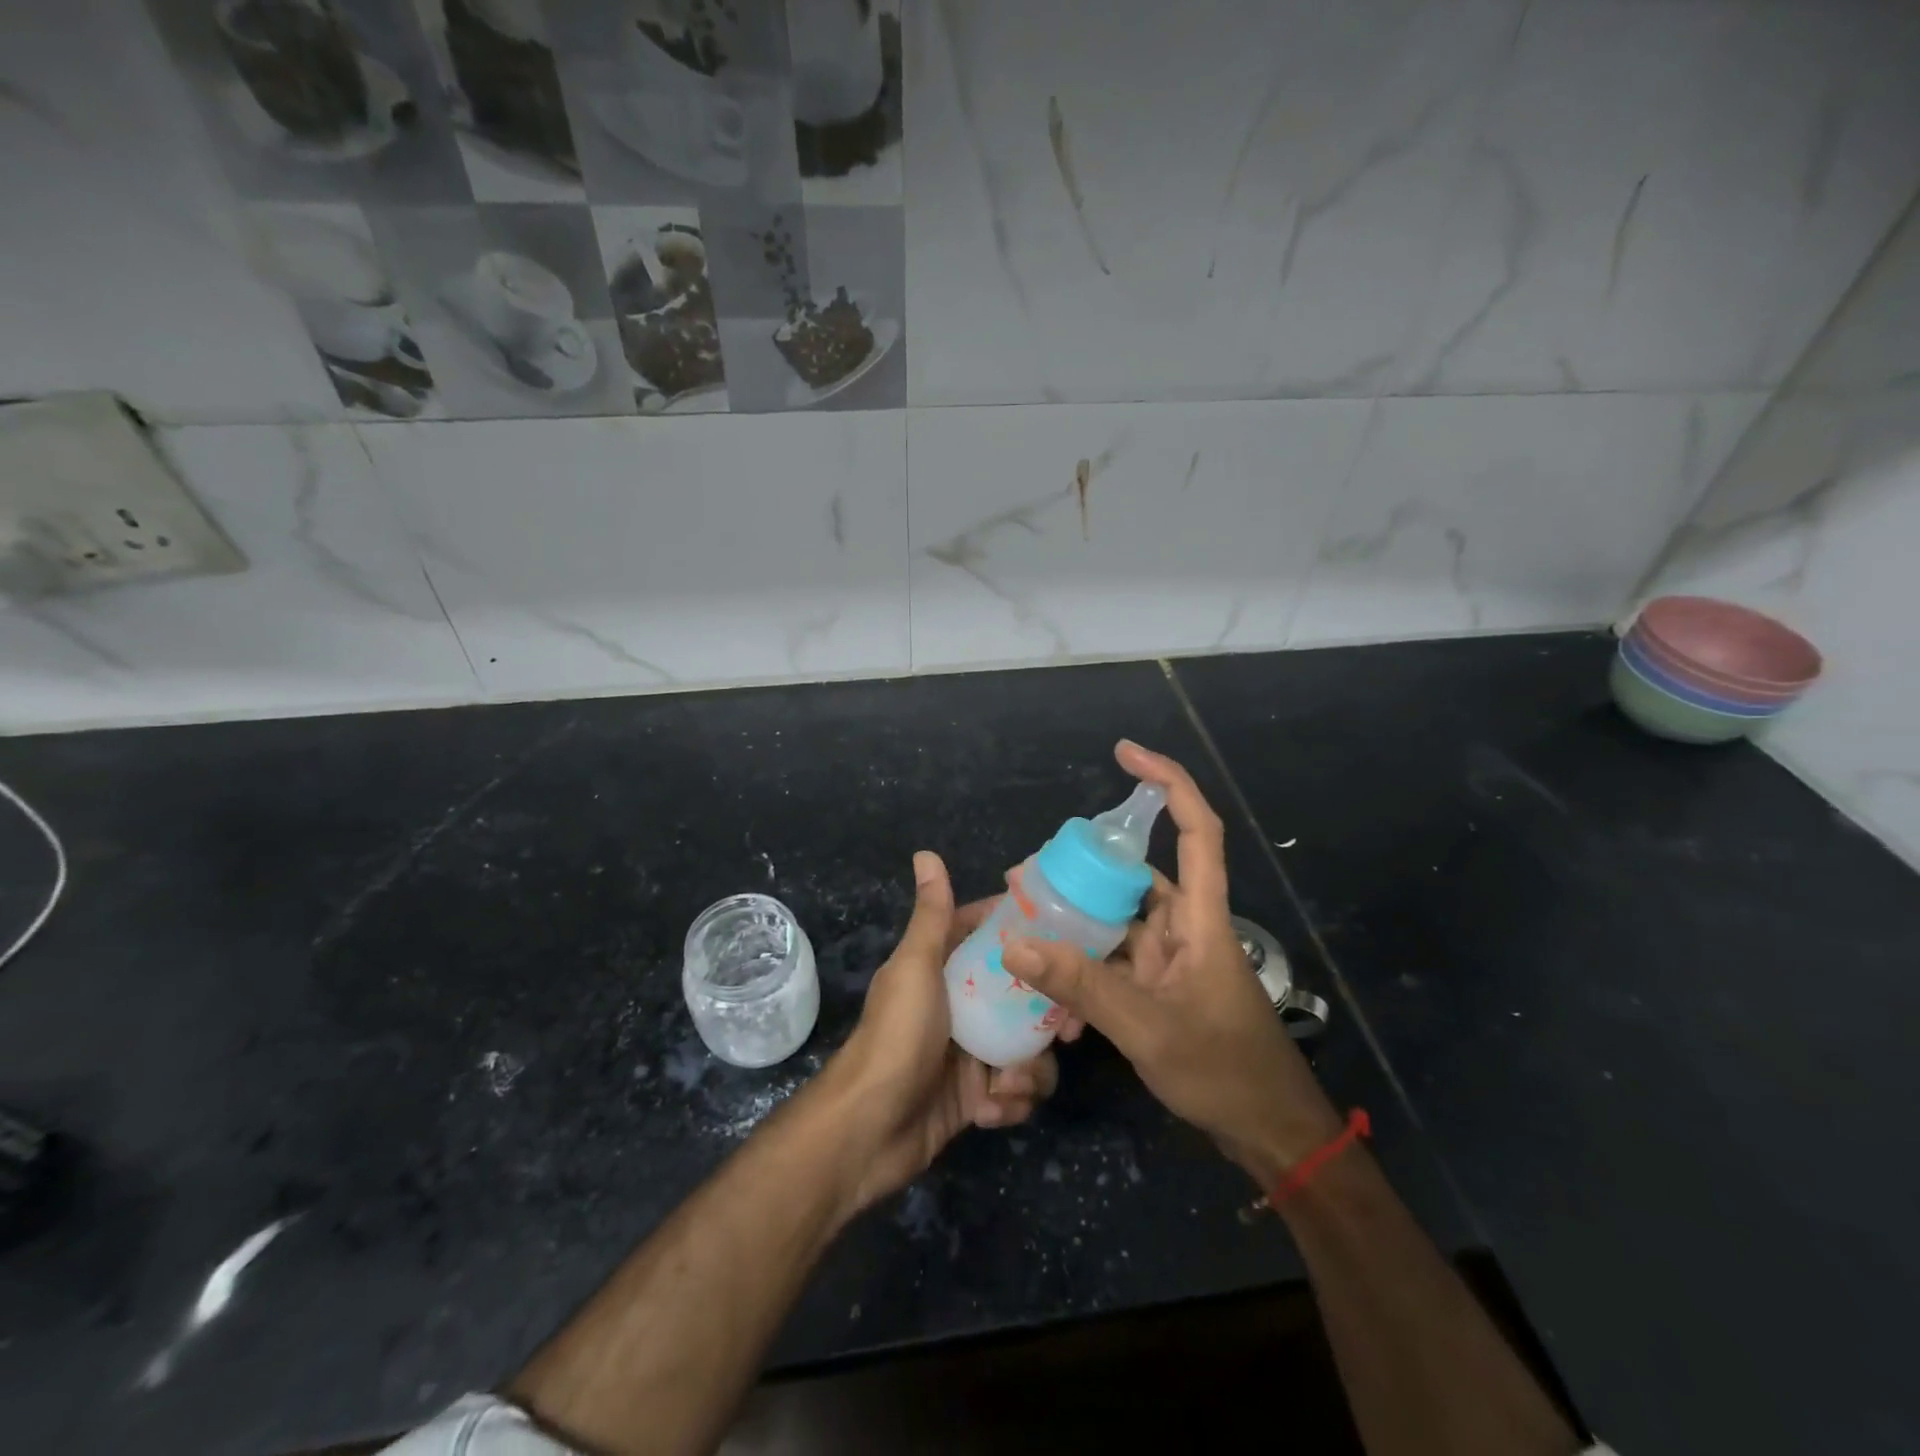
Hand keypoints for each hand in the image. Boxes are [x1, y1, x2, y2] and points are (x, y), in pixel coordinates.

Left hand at [825, 850, 1068, 1211]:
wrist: (867, 1131)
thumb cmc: (897, 1037)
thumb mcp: (916, 968)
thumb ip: (932, 915)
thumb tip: (926, 853)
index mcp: (945, 968)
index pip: (993, 937)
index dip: (1028, 936)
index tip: (1067, 940)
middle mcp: (961, 1005)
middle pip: (1023, 996)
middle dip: (1048, 1016)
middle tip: (1066, 1030)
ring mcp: (971, 1052)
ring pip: (1027, 1048)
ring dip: (1028, 1071)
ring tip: (1008, 1085)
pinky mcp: (977, 1097)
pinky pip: (1016, 1091)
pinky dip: (1009, 1103)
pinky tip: (988, 1112)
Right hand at [1002, 741, 1342, 1189]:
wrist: (1268, 1135)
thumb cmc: (1224, 1071)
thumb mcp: (1147, 1028)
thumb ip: (1082, 985)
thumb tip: (1015, 943)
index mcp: (1201, 918)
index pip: (1196, 831)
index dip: (1167, 783)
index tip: (1126, 753)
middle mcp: (1185, 927)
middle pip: (1134, 876)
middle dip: (1082, 871)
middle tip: (1027, 876)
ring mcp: (1171, 959)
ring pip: (1117, 922)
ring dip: (1076, 927)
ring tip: (1024, 927)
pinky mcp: (1160, 987)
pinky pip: (1114, 962)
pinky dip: (1084, 969)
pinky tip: (1050, 992)